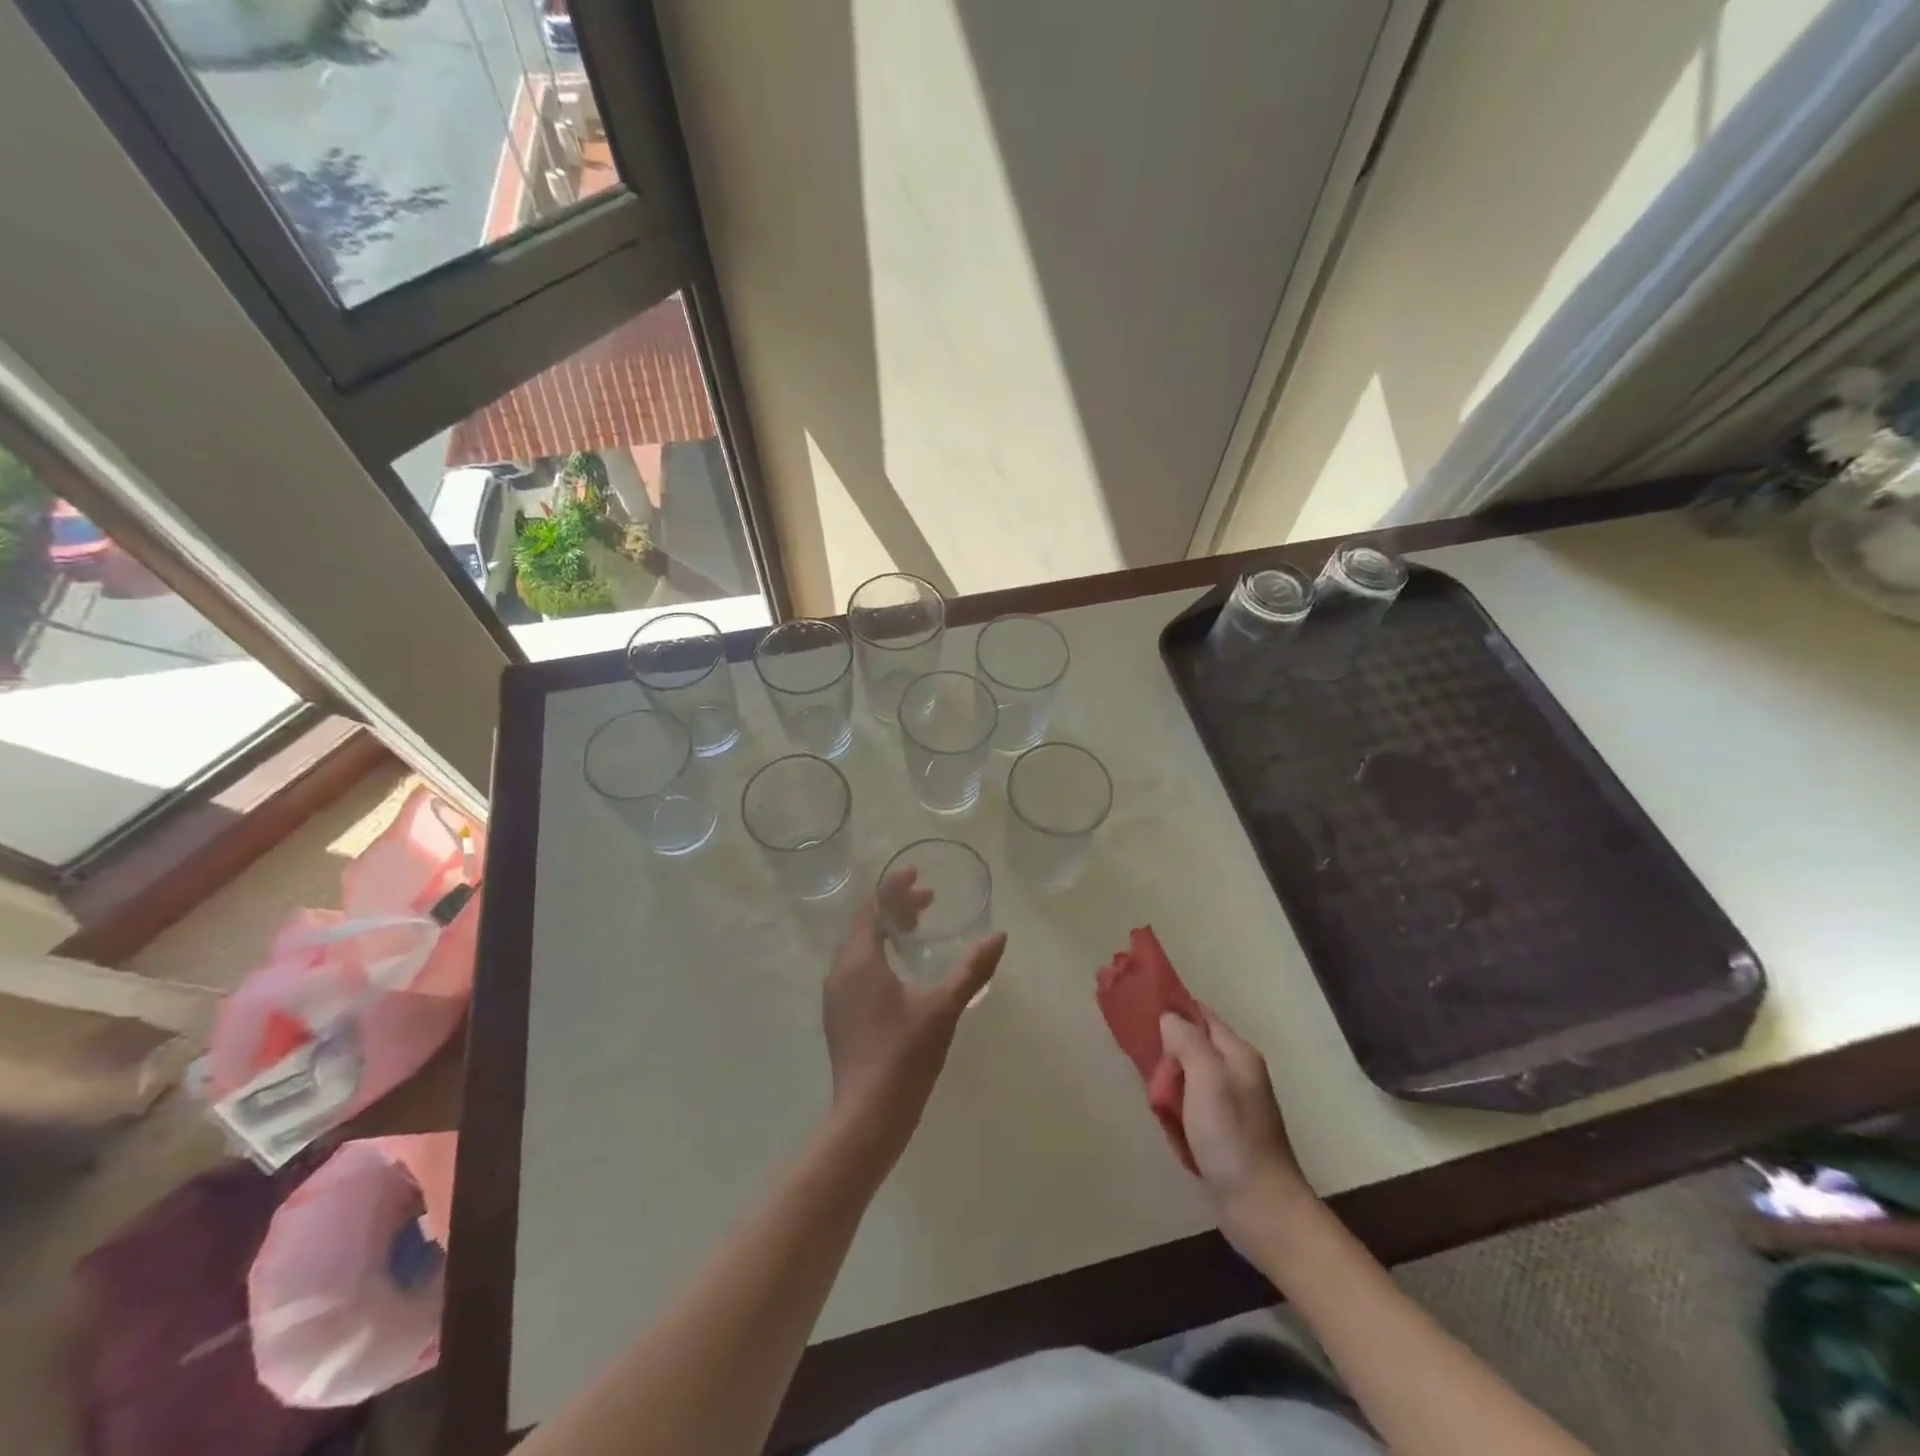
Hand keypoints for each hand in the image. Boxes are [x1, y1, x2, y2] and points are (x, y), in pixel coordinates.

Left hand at [823, 868, 1005, 1157]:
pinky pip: (855, 966)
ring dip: (885, 929)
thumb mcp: (944, 1007)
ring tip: (916, 928)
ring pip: (858, 946)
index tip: (917, 874)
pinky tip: (899, 969)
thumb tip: (999, 935)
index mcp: (859, 960)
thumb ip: (972, 968)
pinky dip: (877, 952)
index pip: (873, 907)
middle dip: (893, 906)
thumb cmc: (905, 1055)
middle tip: (927, 900)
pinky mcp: (839, 1014)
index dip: (894, 887)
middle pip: (864, 923)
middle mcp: (840, 970)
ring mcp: (835, 994)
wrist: (868, 1115)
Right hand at [1160, 1008, 1317, 1250]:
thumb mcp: (1207, 1079)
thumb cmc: (1232, 1138)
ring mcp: (1232, 1104)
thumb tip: (1169, 1018)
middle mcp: (1237, 1073)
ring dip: (1168, 1080)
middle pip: (1193, 1044)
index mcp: (1238, 1054)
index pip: (1201, 1014)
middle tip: (1139, 1056)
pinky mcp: (1223, 1131)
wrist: (1262, 1210)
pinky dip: (1175, 1106)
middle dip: (1166, 1048)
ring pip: (1189, 1076)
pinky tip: (1164, 1117)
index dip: (1172, 1008)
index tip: (1138, 1007)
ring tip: (1149, 1090)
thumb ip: (1188, 1042)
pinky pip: (1191, 1104)